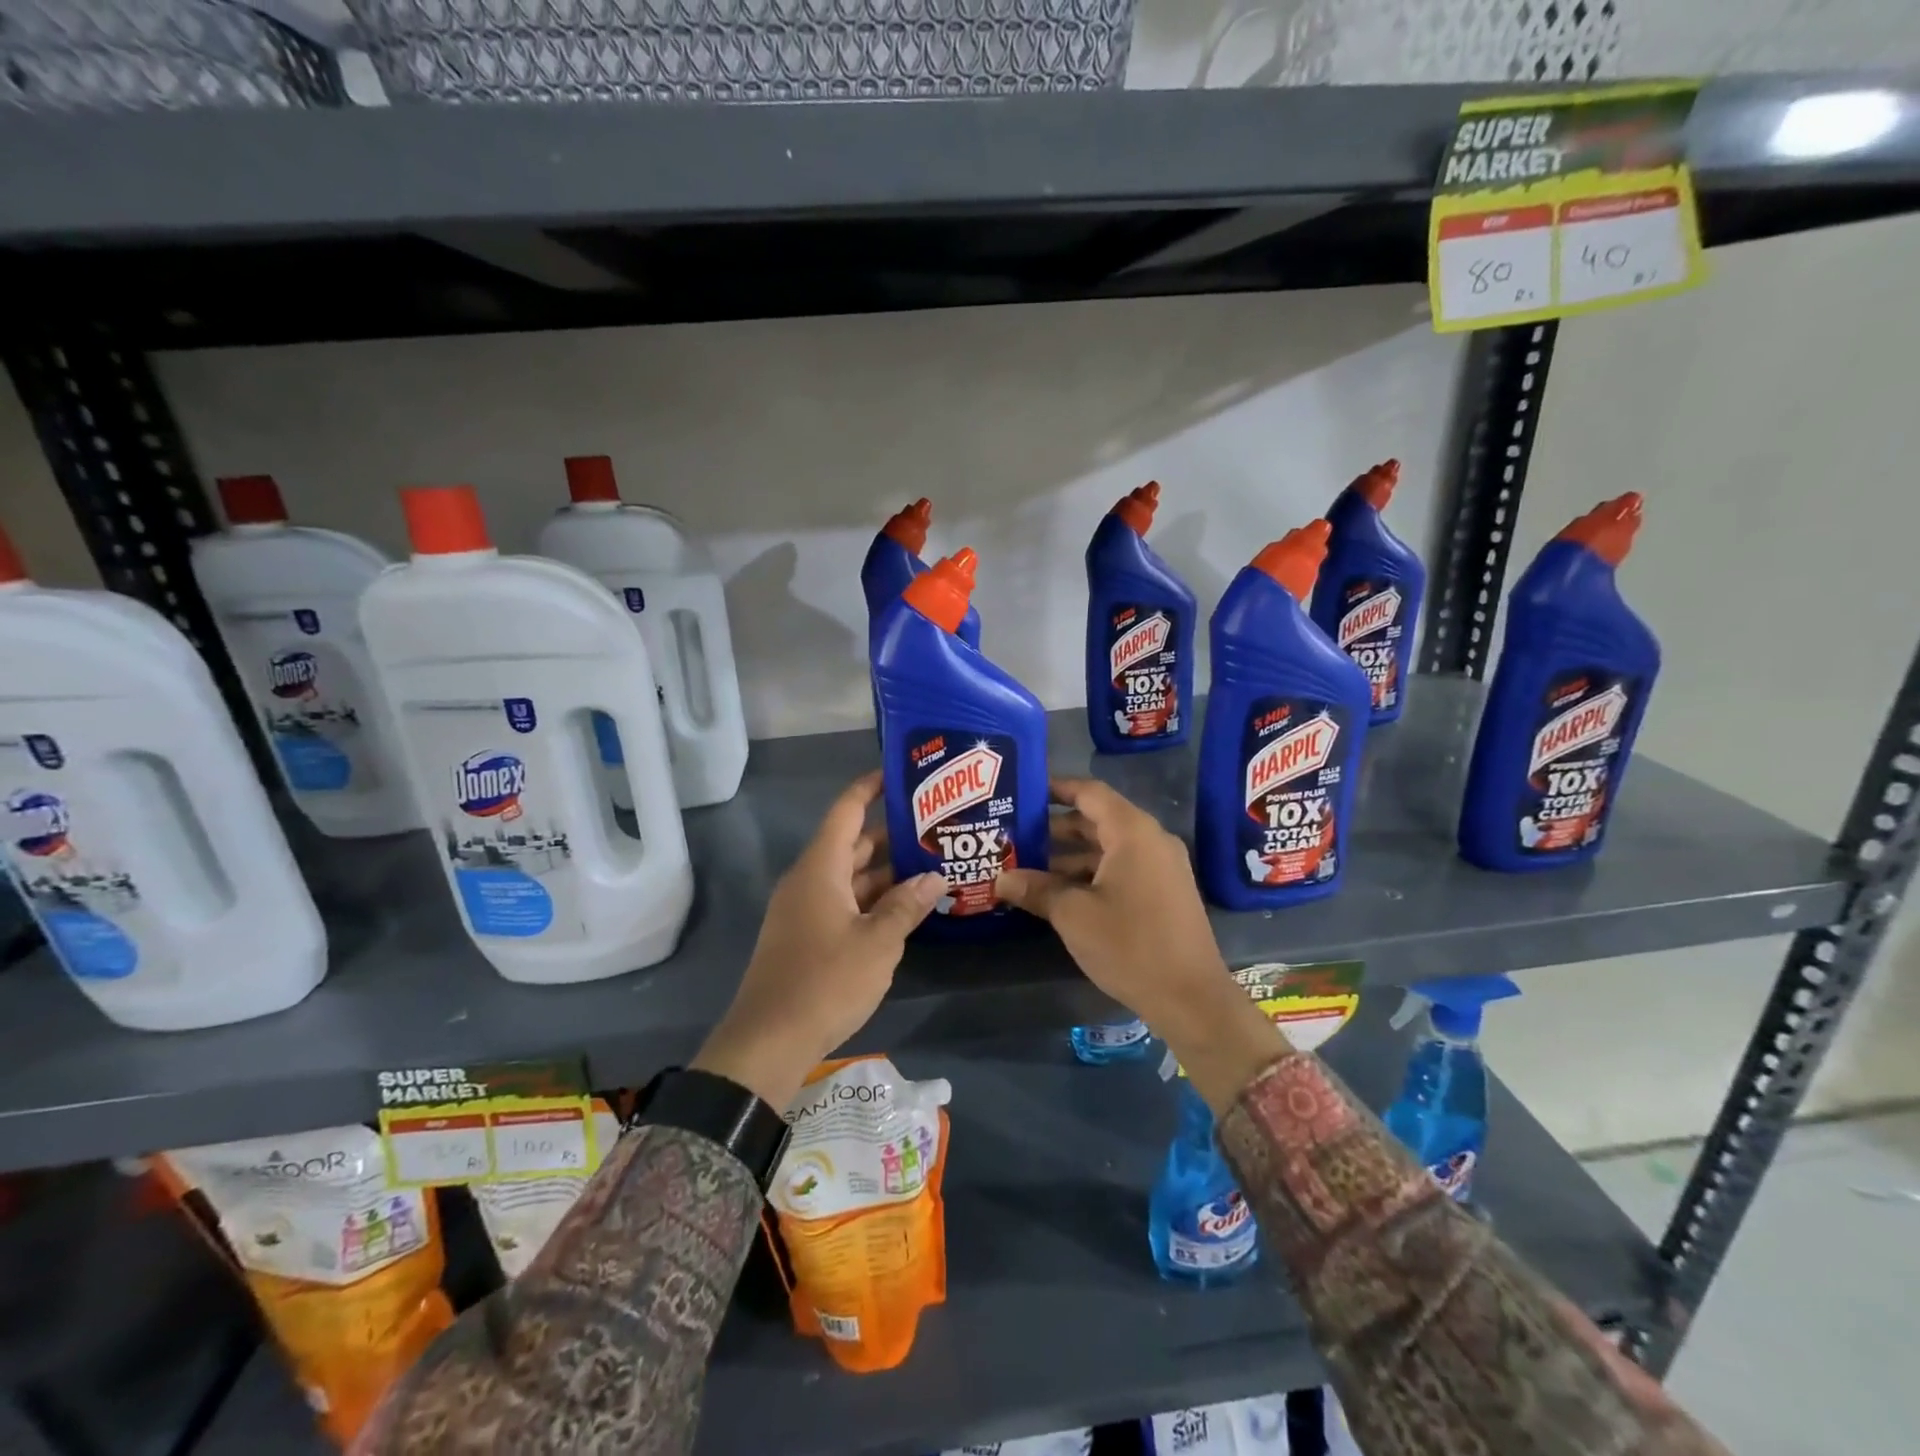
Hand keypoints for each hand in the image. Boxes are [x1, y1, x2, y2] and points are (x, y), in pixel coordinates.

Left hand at [693, 772, 945, 1108]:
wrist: (769, 1041)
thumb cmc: (825, 981)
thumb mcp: (878, 942)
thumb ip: (907, 906)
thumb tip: (935, 877)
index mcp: (820, 868)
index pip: (846, 811)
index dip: (870, 788)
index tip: (901, 775)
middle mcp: (809, 880)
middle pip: (852, 844)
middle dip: (891, 835)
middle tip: (935, 826)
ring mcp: (805, 909)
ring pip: (850, 877)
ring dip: (886, 872)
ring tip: (931, 864)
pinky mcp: (806, 936)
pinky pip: (844, 903)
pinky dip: (873, 900)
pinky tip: (906, 907)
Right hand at [995, 777, 1289, 1111]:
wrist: (1191, 998)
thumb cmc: (1130, 945)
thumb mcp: (1073, 915)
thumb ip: (1036, 889)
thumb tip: (1000, 879)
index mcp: (1132, 832)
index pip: (1089, 792)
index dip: (1056, 788)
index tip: (1024, 791)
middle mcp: (1151, 840)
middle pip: (1097, 819)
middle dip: (1055, 827)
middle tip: (1015, 833)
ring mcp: (1161, 866)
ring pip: (1108, 847)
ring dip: (1070, 854)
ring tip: (1027, 865)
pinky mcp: (1164, 891)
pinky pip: (1122, 867)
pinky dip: (1091, 872)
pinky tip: (1059, 891)